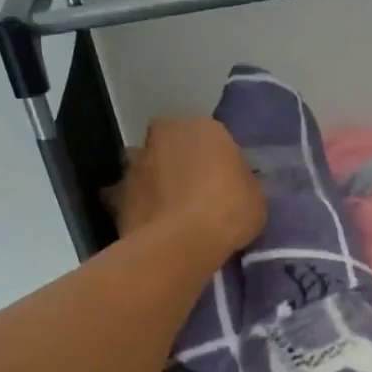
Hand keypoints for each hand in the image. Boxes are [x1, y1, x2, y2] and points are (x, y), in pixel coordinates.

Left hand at [109, 118, 265, 260]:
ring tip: (170, 212)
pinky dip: (139, 208)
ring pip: (147, 167)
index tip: (223, 183)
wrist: (181, 244)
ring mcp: (136, 163)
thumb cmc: (228, 211)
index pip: (211, 137)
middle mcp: (165, 134)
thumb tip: (233, 184)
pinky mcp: (116, 194)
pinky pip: (131, 198)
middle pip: (172, 145)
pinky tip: (152, 228)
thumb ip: (240, 182)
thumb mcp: (255, 196)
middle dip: (179, 163)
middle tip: (194, 192)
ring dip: (155, 182)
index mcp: (204, 127)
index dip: (216, 160)